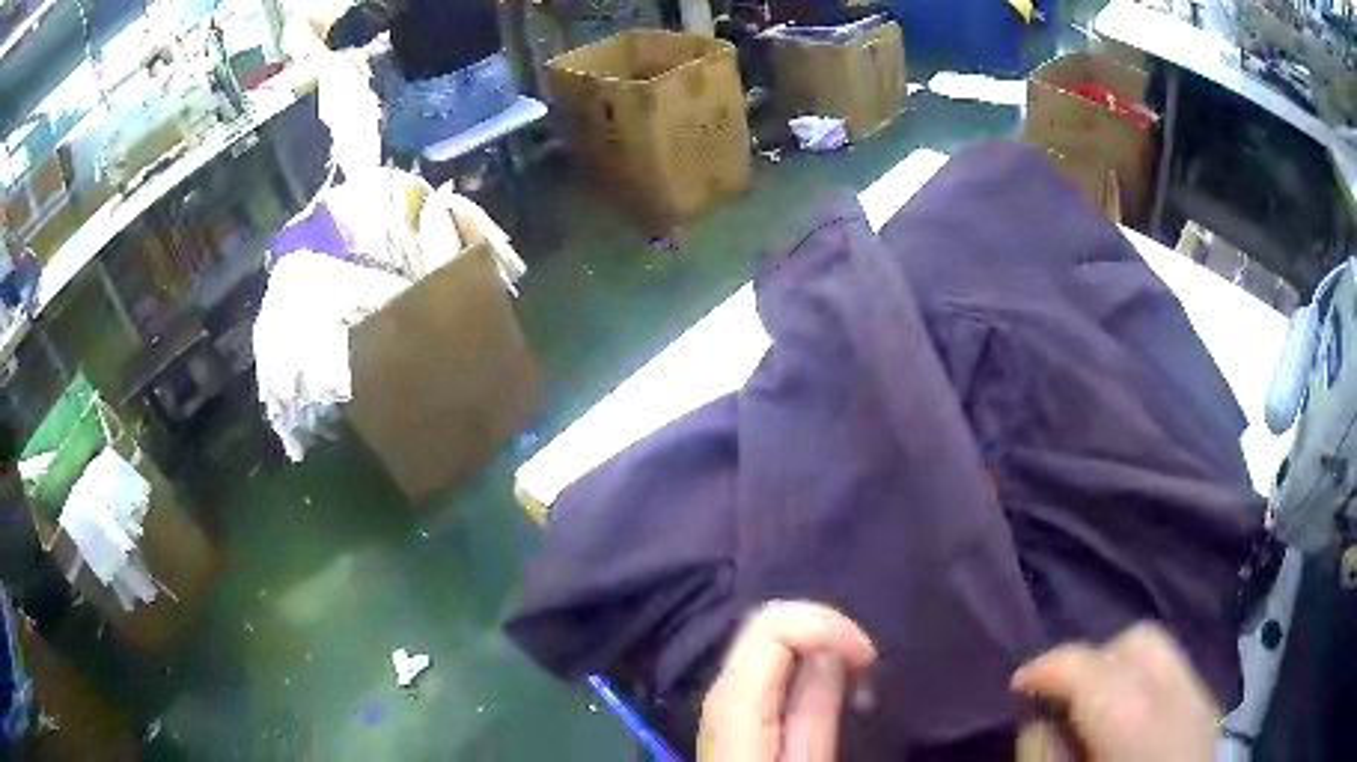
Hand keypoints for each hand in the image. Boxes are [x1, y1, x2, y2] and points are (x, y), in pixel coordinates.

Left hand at [699, 601, 876, 761]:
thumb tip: (831, 651)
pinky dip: (799, 657)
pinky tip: (826, 678)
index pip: (767, 631)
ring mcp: (720, 704)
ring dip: (813, 640)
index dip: (822, 626)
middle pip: (759, 628)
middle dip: (819, 628)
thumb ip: (815, 712)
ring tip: (853, 668)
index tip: (865, 657)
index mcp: (736, 712)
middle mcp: (719, 697)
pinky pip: (762, 665)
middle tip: (863, 661)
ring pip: (760, 642)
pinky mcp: (731, 713)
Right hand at [1012, 623, 1218, 761]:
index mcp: (1135, 721)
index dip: (1046, 666)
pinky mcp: (1209, 712)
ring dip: (1120, 669)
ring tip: (1095, 710)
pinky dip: (1145, 685)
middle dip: (1093, 658)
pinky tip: (1128, 724)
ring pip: (1161, 652)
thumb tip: (1039, 716)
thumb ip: (1043, 753)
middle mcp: (1178, 695)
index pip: (1090, 663)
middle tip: (1062, 697)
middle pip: (1137, 640)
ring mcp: (1202, 700)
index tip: (1018, 686)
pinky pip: (1175, 676)